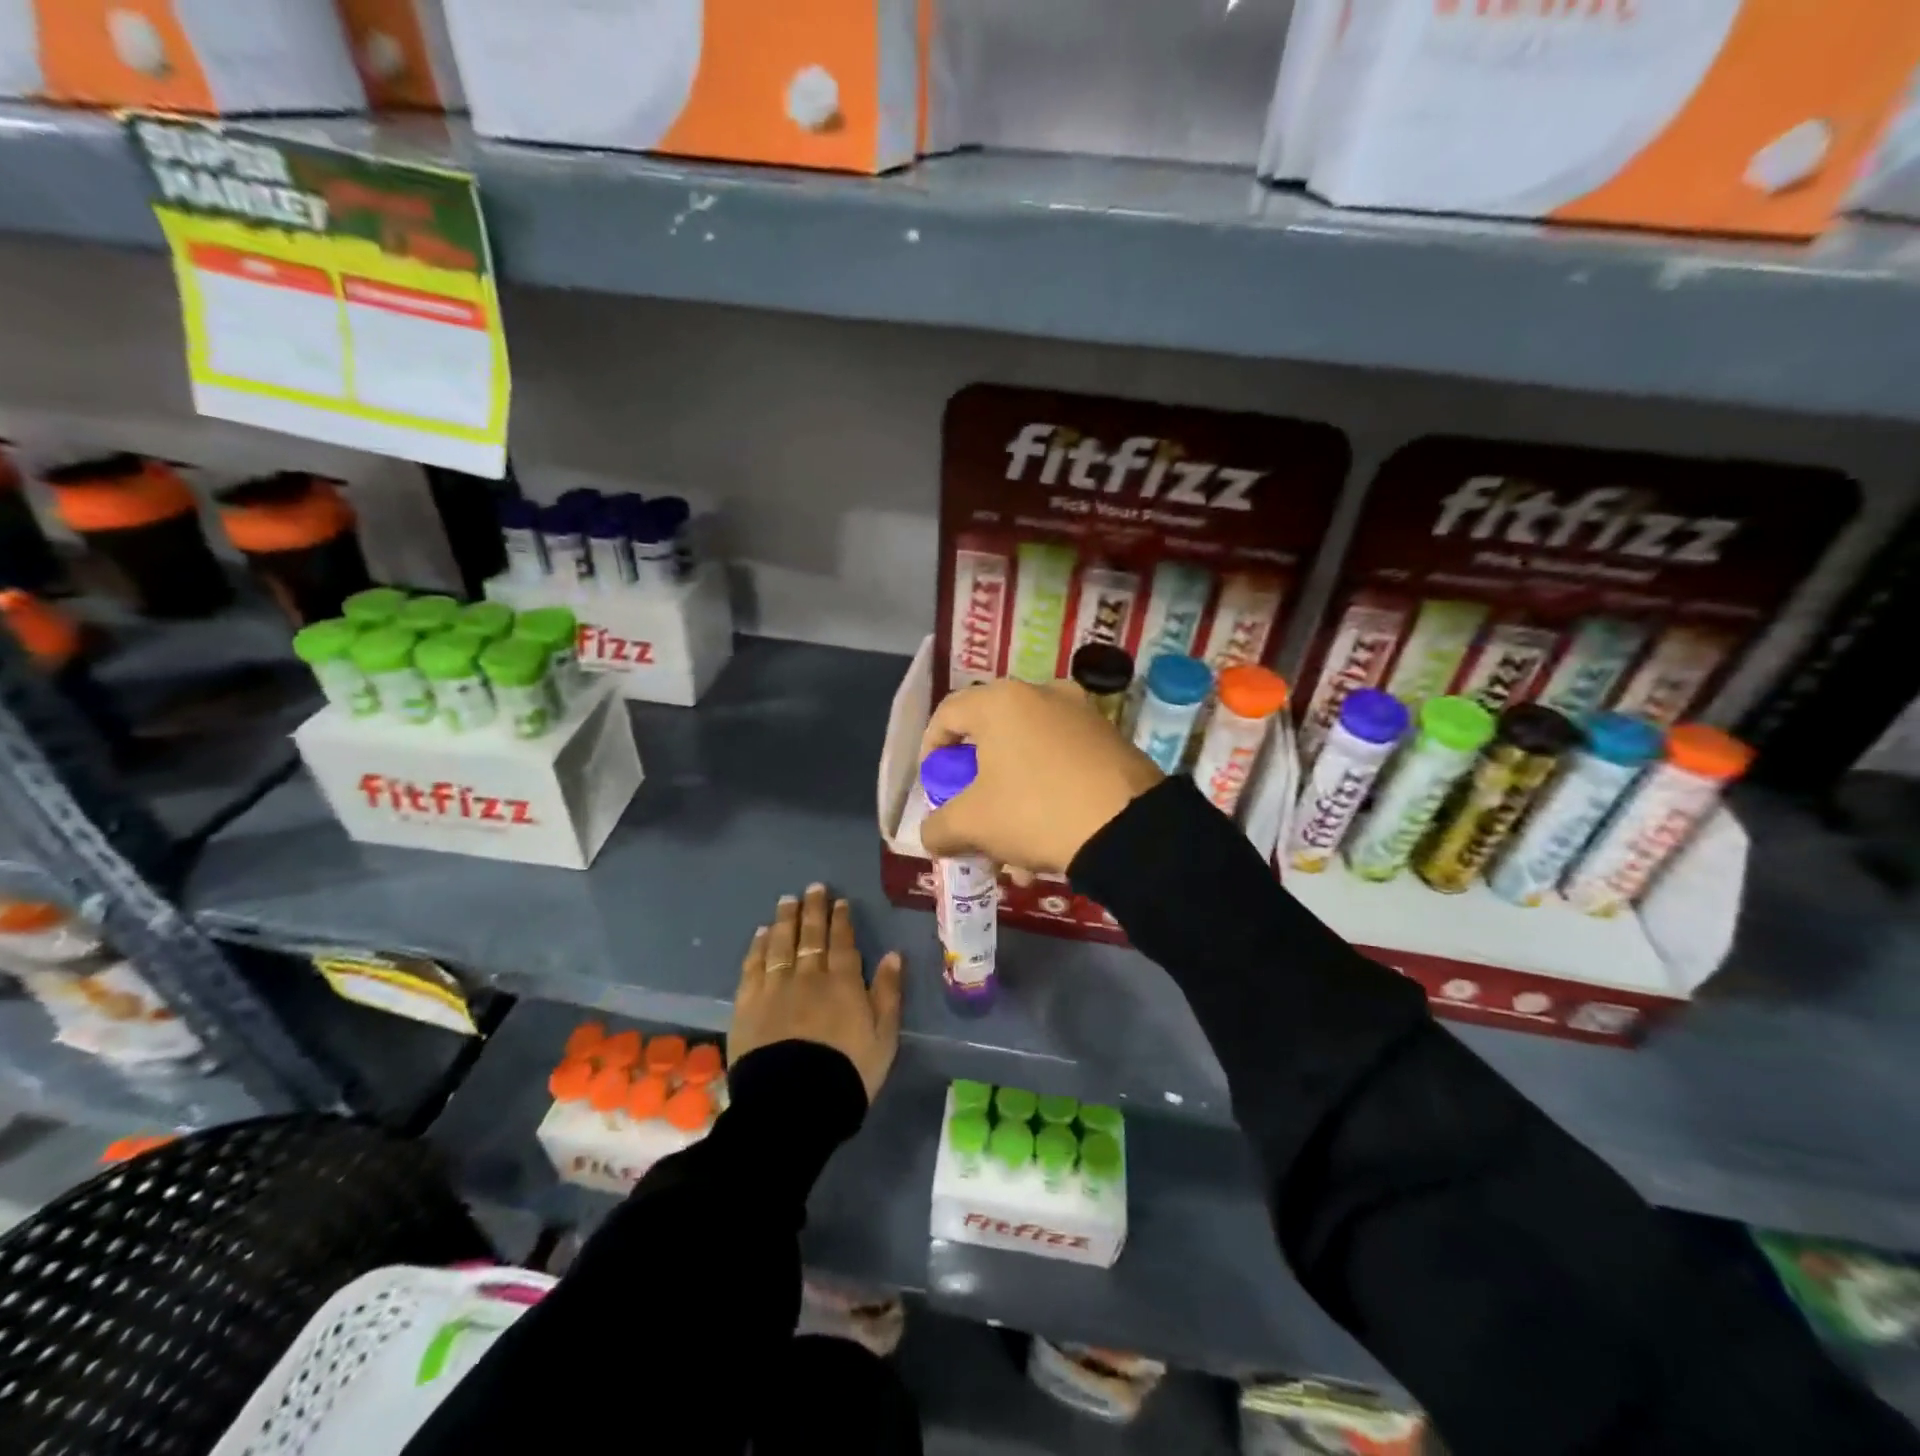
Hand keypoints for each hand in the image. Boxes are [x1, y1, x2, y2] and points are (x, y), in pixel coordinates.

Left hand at [731, 883, 902, 1102]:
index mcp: (844, 983)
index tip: (840, 901)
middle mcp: (809, 976)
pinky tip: (760, 933)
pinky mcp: (748, 1004)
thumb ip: (889, 993)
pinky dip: (757, 947)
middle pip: (810, 935)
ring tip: (787, 901)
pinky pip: (753, 966)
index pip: (842, 942)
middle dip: (813, 910)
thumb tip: (894, 954)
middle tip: (813, 888)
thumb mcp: (884, 1037)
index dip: (841, 920)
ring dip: (785, 920)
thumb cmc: (847, 1072)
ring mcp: (775, 988)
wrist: (794, 1103)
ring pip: (780, 944)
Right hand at [918, 678, 1163, 875]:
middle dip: (976, 786)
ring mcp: (1081, 713)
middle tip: (973, 818)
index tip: (934, 786)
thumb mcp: (972, 825)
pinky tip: (1049, 842)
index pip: (947, 714)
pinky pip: (1061, 762)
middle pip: (990, 737)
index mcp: (1001, 701)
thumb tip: (932, 834)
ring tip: (1013, 852)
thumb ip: (938, 827)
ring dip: (1011, 800)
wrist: (1129, 828)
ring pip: (1027, 756)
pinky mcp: (1109, 738)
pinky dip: (1046, 795)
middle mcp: (1041, 694)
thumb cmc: (1035, 811)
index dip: (931, 751)